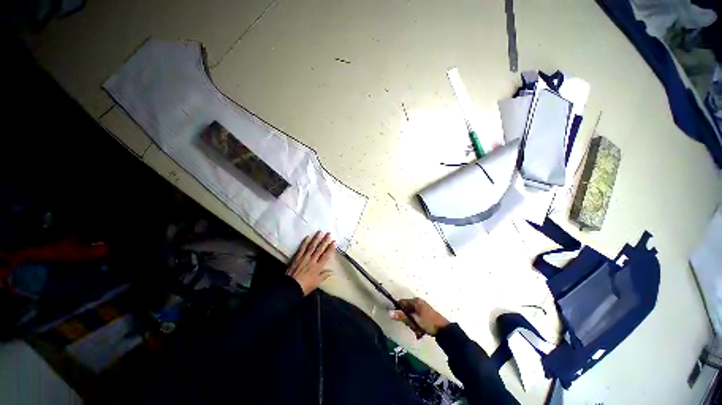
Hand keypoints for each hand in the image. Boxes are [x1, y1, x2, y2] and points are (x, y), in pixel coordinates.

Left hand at [286, 231, 334, 295]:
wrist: (291, 287)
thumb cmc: (305, 286)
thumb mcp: (316, 283)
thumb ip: (324, 275)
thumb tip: (332, 271)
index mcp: (318, 267)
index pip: (326, 255)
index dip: (330, 248)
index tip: (334, 242)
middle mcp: (312, 260)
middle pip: (320, 249)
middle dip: (325, 241)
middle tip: (328, 233)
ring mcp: (304, 258)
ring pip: (312, 246)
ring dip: (316, 239)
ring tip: (320, 232)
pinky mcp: (297, 257)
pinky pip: (302, 248)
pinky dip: (305, 242)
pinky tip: (307, 237)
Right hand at [390, 298, 449, 336]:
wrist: (444, 330)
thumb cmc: (428, 323)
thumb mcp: (414, 320)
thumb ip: (402, 316)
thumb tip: (389, 313)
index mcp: (415, 301)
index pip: (402, 303)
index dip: (398, 310)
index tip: (399, 319)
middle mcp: (418, 303)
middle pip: (407, 310)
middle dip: (408, 321)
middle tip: (412, 327)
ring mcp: (422, 309)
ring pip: (412, 316)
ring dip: (413, 325)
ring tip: (418, 331)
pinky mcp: (425, 315)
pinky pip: (417, 319)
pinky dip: (417, 326)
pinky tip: (421, 333)